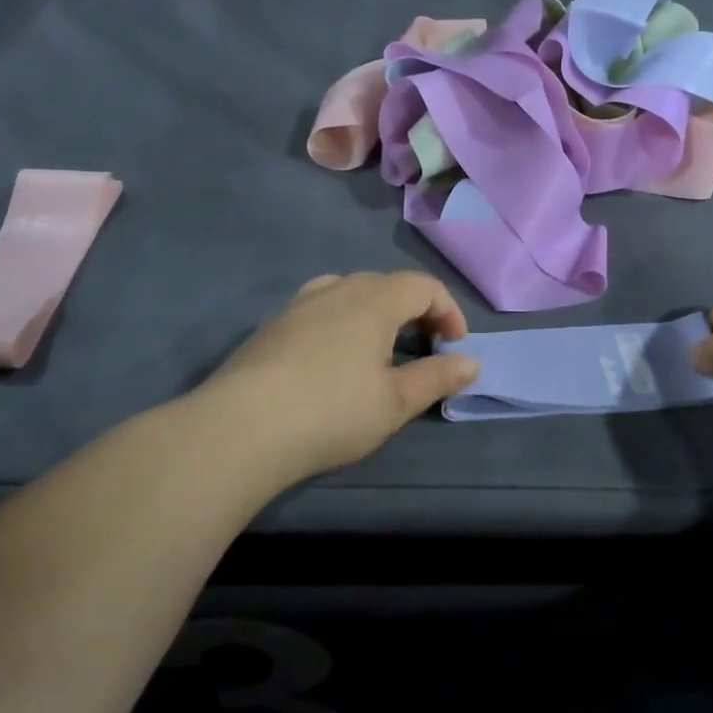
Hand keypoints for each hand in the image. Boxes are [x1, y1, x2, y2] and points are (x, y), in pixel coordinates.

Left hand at [205, 271, 478, 477]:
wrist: (240, 428)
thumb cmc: (332, 411)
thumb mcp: (395, 402)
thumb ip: (437, 378)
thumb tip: (472, 363)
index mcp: (374, 300)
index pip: (423, 286)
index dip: (449, 311)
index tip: (455, 346)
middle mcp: (336, 289)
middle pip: (387, 284)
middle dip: (415, 310)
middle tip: (425, 347)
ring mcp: (298, 304)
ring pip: (349, 292)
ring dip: (376, 313)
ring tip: (380, 349)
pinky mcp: (271, 326)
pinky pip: (320, 309)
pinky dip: (342, 322)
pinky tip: (333, 360)